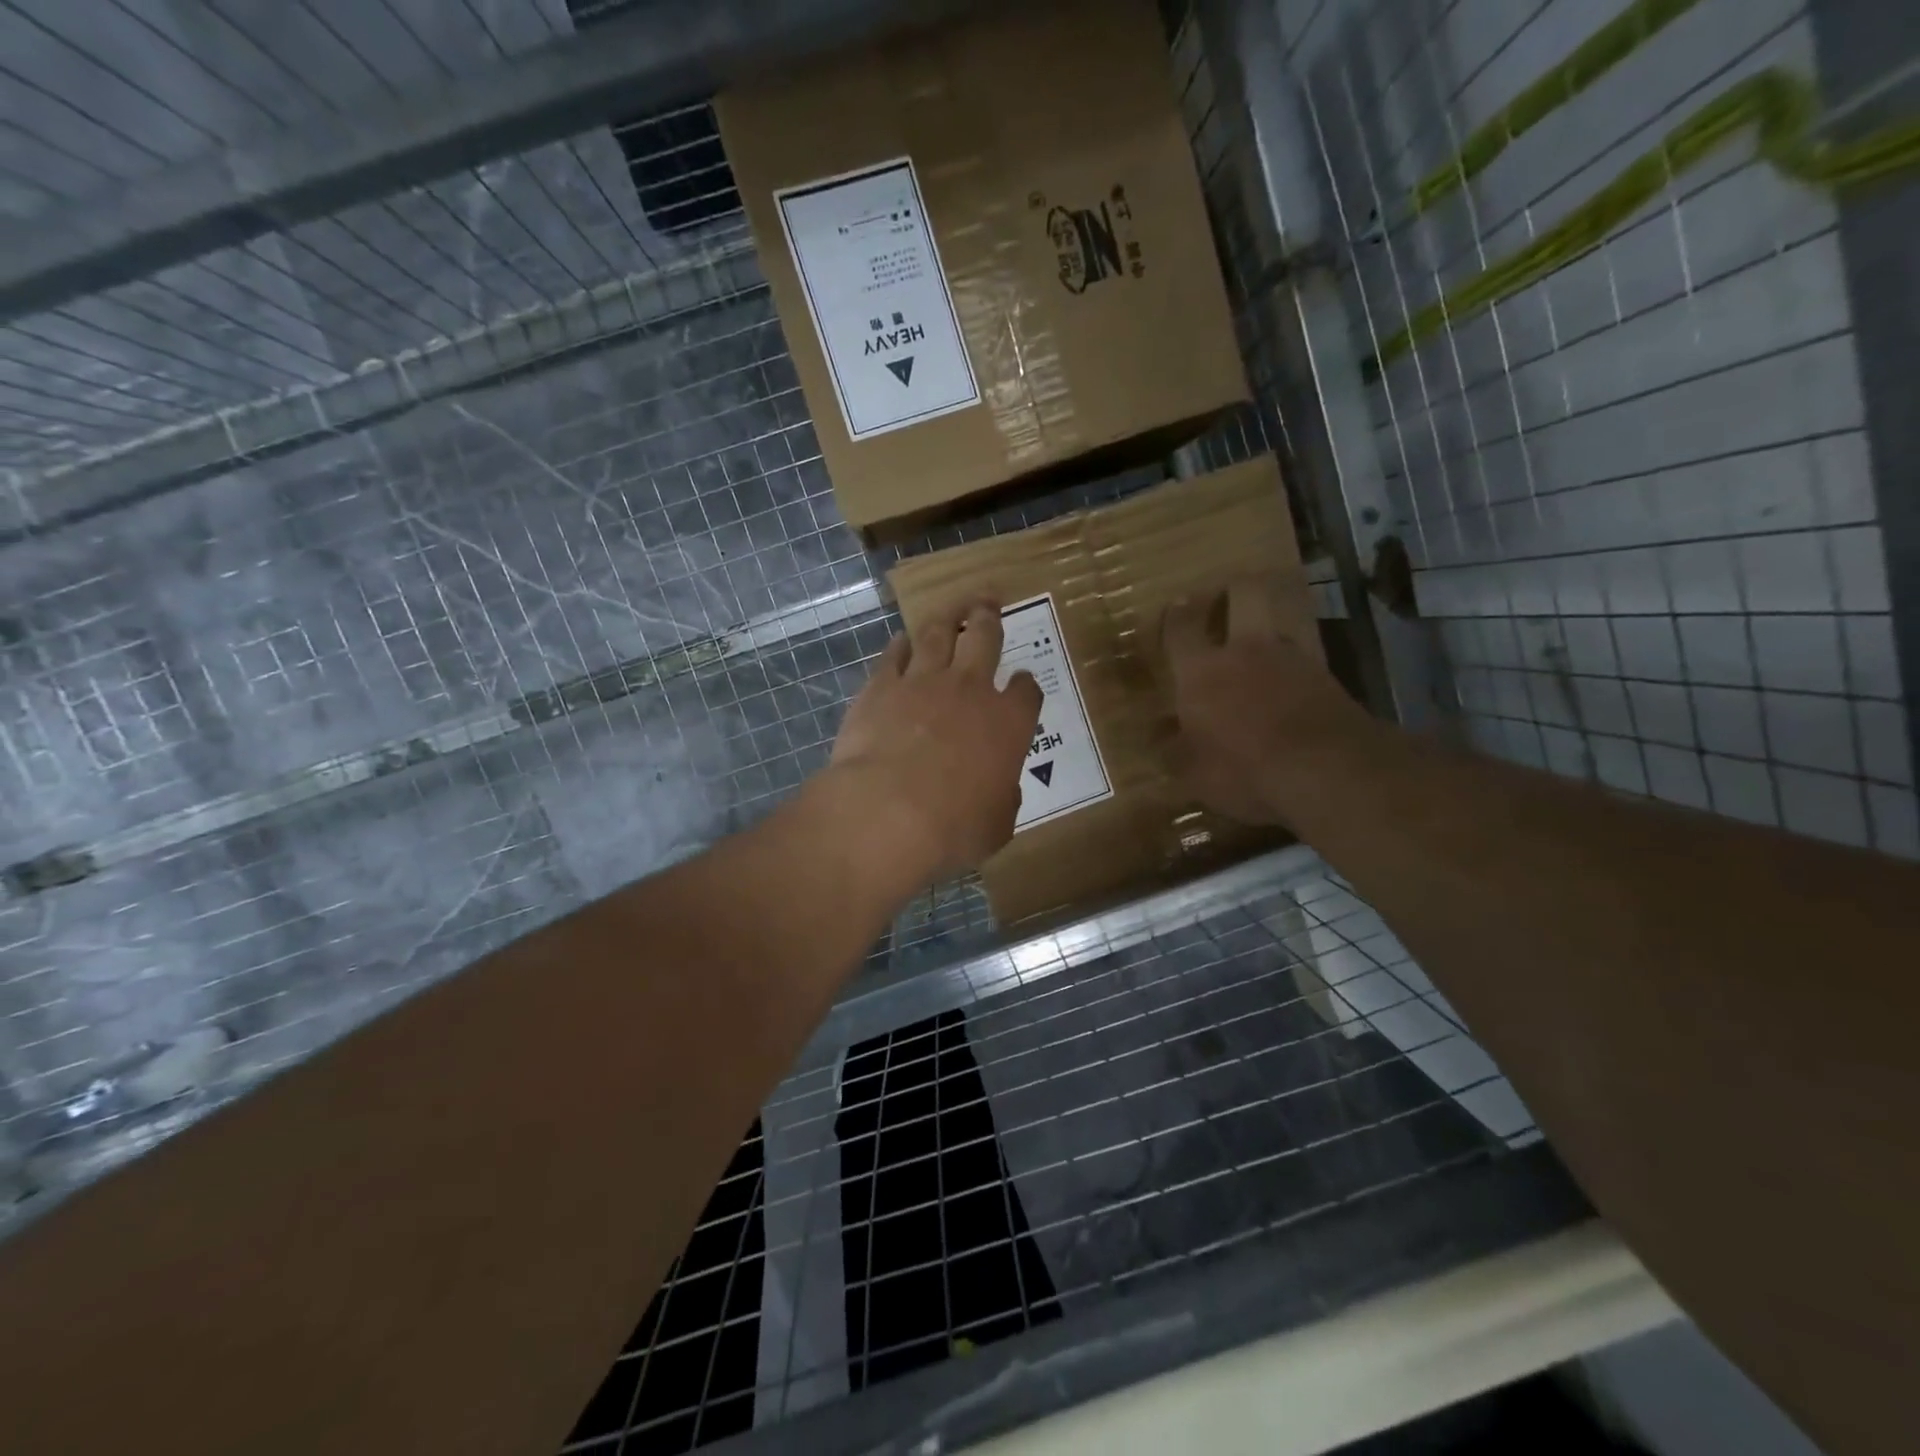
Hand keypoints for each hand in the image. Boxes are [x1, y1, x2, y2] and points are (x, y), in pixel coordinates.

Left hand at [829, 602, 1042, 882]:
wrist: (888, 810)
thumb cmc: (953, 826)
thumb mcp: (996, 825)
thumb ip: (1002, 799)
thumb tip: (1001, 790)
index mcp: (1008, 722)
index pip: (1027, 691)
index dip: (1026, 684)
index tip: (1023, 683)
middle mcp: (970, 689)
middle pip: (985, 638)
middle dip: (988, 617)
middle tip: (988, 602)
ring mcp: (923, 682)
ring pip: (938, 634)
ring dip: (947, 617)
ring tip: (951, 608)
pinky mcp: (881, 686)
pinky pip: (893, 654)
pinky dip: (900, 645)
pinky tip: (902, 640)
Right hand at [1162, 577, 1367, 825]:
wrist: (1327, 771)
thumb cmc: (1244, 770)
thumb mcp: (1194, 774)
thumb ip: (1175, 751)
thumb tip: (1158, 737)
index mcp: (1202, 670)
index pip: (1181, 628)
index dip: (1176, 615)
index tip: (1175, 607)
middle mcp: (1246, 652)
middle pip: (1244, 595)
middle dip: (1234, 590)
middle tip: (1227, 598)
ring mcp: (1292, 659)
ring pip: (1277, 627)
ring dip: (1267, 633)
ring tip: (1260, 653)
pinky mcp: (1327, 677)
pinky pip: (1302, 661)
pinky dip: (1292, 669)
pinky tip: (1288, 691)